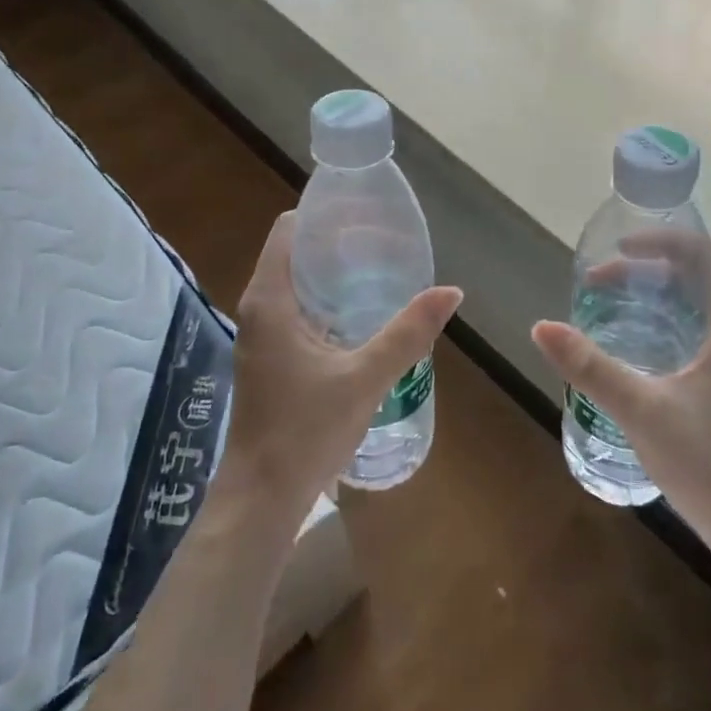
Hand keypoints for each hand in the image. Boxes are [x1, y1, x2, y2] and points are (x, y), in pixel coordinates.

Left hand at [222, 212, 462, 521]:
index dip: (324, 215)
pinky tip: (362, 318)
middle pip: (295, 254)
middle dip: (336, 245)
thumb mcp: (364, 378)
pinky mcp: (269, 358)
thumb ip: (408, 333)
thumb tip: (451, 292)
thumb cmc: (305, 430)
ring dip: (332, 277)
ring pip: (296, 286)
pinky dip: (326, 304)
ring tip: (381, 273)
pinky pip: (297, 312)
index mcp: (269, 300)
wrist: (262, 495)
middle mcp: (258, 309)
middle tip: (385, 244)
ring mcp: (261, 336)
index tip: (365, 215)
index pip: (289, 230)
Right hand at [531, 233, 710, 549]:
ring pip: (704, 306)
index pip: (706, 254)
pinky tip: (642, 349)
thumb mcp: (641, 409)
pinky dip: (672, 322)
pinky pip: (706, 332)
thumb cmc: (708, 462)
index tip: (619, 249)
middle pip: (702, 276)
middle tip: (600, 284)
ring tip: (613, 307)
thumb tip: (541, 327)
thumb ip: (590, 366)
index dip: (662, 240)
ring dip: (661, 296)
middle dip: (650, 269)